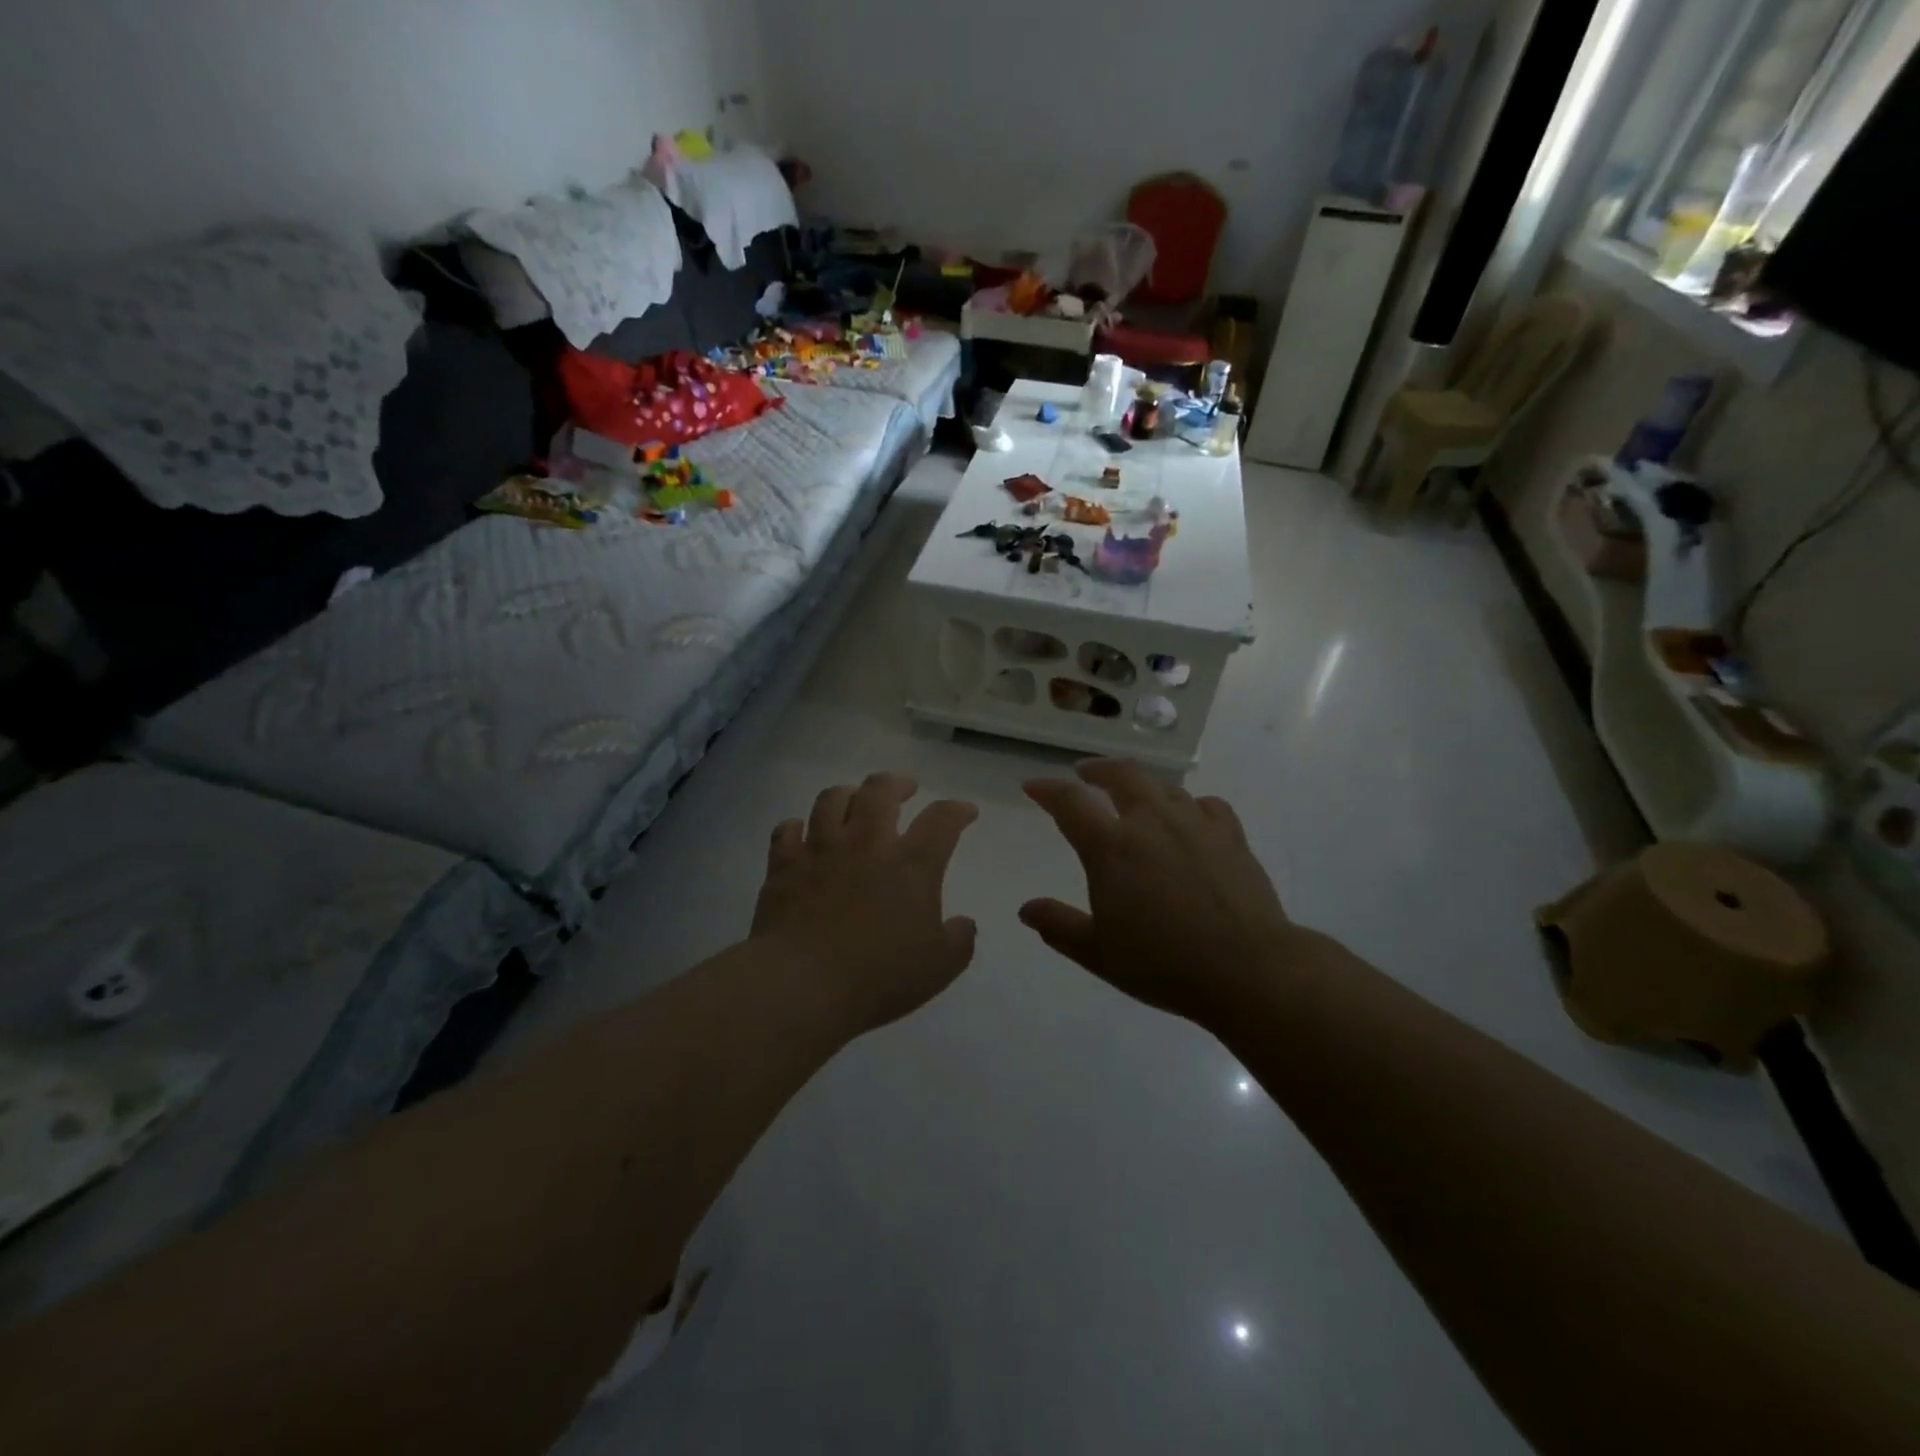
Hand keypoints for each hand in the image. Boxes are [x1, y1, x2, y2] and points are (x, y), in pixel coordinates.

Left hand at [752, 773, 979, 1035]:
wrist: (802, 985)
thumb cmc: (878, 977)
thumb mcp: (938, 968)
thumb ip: (959, 941)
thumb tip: (964, 924)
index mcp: (911, 864)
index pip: (942, 820)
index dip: (957, 810)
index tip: (964, 811)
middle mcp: (866, 844)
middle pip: (880, 790)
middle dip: (897, 783)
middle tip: (905, 789)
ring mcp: (820, 849)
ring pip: (832, 798)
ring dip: (848, 794)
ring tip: (854, 801)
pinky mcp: (784, 865)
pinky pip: (787, 830)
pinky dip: (796, 827)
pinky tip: (802, 833)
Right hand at [1020, 760, 1299, 1024]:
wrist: (1247, 969)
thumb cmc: (1163, 964)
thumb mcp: (1098, 953)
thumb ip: (1059, 926)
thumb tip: (1026, 909)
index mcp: (1110, 847)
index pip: (1070, 802)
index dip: (1047, 790)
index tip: (1033, 786)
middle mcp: (1150, 822)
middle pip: (1121, 774)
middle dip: (1097, 769)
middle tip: (1085, 772)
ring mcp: (1194, 824)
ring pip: (1163, 787)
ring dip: (1142, 786)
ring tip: (1135, 796)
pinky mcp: (1231, 835)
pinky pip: (1206, 804)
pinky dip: (1190, 805)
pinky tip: (1190, 817)